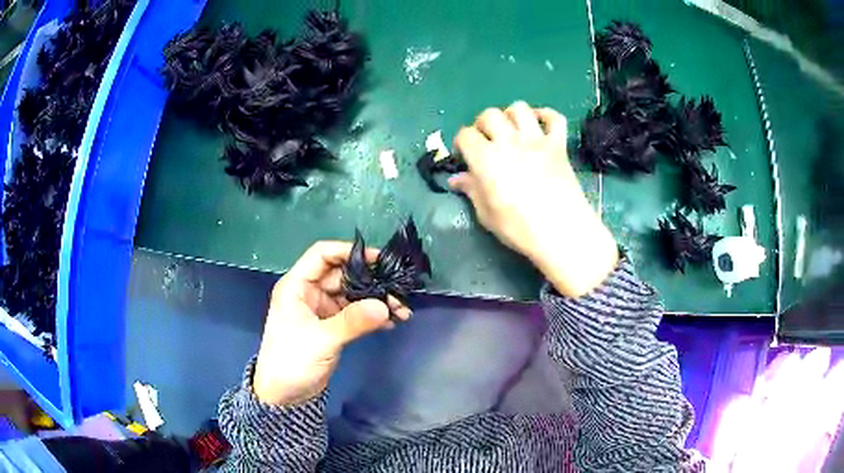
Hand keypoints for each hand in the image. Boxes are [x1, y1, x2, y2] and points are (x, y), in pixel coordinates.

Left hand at [253, 242, 409, 405]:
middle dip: (371, 281)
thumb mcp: (321, 339)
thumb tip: (385, 307)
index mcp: (297, 285)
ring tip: (402, 311)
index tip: (379, 259)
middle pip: (343, 275)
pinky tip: (391, 323)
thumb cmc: (292, 360)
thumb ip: (352, 321)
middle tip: (398, 292)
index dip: (349, 252)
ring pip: (352, 295)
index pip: (323, 255)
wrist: (284, 395)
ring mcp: (321, 309)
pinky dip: (371, 316)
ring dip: (375, 301)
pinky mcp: (331, 326)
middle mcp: (309, 292)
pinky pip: (355, 313)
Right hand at [449, 101, 617, 296]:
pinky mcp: (559, 145)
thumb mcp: (487, 214)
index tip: (464, 155)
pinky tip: (539, 125)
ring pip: (520, 108)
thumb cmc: (519, 228)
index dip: (461, 142)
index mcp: (486, 159)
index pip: (465, 135)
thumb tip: (456, 179)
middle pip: (490, 115)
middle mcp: (510, 142)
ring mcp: (537, 140)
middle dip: (482, 125)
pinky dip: (546, 116)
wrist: (562, 232)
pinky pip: (555, 118)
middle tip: (486, 141)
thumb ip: (471, 190)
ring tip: (511, 131)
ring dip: (510, 115)